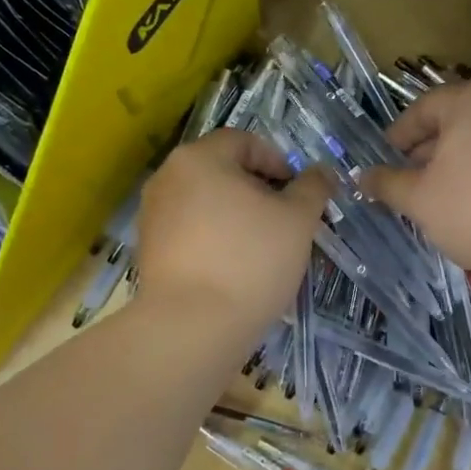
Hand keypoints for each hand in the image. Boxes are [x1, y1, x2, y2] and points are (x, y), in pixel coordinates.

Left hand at [135, 129, 330, 329]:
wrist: (191, 327)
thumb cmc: (250, 261)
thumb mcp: (297, 221)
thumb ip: (313, 188)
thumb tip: (321, 172)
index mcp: (199, 158)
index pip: (244, 141)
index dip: (278, 162)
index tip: (297, 194)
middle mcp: (167, 177)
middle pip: (222, 171)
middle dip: (258, 191)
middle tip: (285, 222)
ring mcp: (152, 214)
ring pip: (206, 202)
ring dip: (236, 216)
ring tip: (262, 249)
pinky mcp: (148, 249)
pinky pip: (190, 231)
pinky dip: (214, 239)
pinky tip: (234, 269)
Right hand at [360, 79, 470, 287]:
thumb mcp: (419, 200)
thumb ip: (386, 183)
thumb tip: (361, 176)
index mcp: (469, 99)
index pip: (421, 110)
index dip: (397, 138)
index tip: (384, 163)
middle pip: (452, 120)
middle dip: (426, 150)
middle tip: (408, 181)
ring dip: (455, 160)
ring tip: (439, 195)